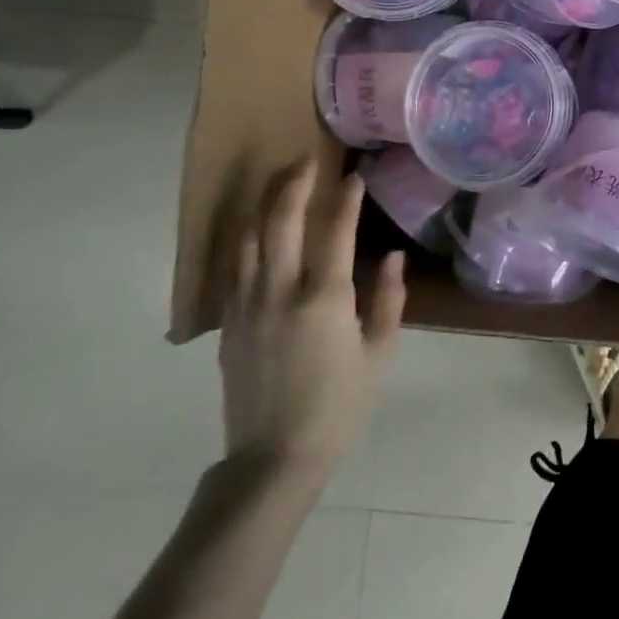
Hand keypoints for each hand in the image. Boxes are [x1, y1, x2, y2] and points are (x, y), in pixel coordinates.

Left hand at [219, 157, 405, 486]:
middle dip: (293, 184)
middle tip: (306, 159)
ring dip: (262, 205)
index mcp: (324, 299)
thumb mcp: (379, 353)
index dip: (345, 199)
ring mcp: (247, 306)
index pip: (334, 231)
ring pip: (247, 240)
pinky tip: (255, 229)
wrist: (274, 458)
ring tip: (277, 182)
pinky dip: (245, 239)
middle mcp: (280, 292)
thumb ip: (387, 299)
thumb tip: (389, 256)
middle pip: (280, 223)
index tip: (353, 175)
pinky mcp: (228, 324)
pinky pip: (234, 268)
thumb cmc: (340, 405)